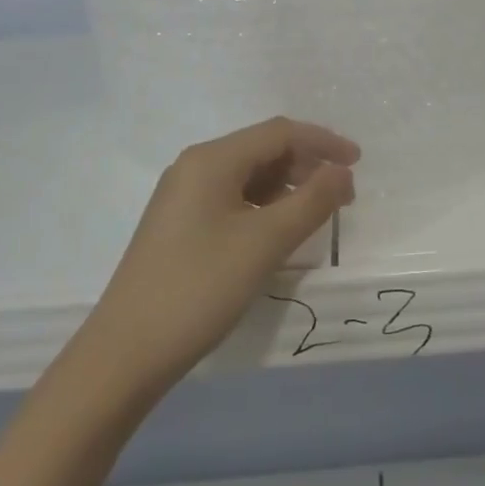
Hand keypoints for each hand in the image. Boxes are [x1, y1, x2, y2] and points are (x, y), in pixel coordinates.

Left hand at [84, 118, 359, 392]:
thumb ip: (311, 202)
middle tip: (343, 195)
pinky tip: (278, 231)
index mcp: (212, 159)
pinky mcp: (180, 225)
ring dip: (287, 187)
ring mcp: (183, 196)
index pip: (279, 133)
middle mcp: (194, 167)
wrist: (126, 353)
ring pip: (248, 176)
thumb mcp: (265, 242)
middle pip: (262, 149)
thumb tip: (342, 172)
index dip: (323, 143)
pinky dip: (263, 207)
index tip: (359, 163)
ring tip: (317, 214)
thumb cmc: (200, 288)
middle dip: (307, 165)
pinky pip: (232, 199)